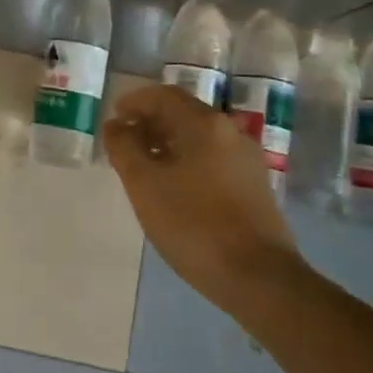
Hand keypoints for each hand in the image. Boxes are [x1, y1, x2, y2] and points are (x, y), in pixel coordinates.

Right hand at [103, 84, 302, 311]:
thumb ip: (124, 148)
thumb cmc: (193, 224)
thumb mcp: (144, 185)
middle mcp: (229, 132)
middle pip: (184, 113)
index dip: (135, 101)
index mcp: (204, 124)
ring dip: (168, 142)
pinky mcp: (254, 185)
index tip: (114, 115)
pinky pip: (213, 158)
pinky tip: (173, 186)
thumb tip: (116, 125)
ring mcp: (246, 159)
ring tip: (144, 164)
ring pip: (199, 137)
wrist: (258, 277)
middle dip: (151, 121)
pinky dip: (187, 159)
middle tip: (124, 140)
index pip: (164, 96)